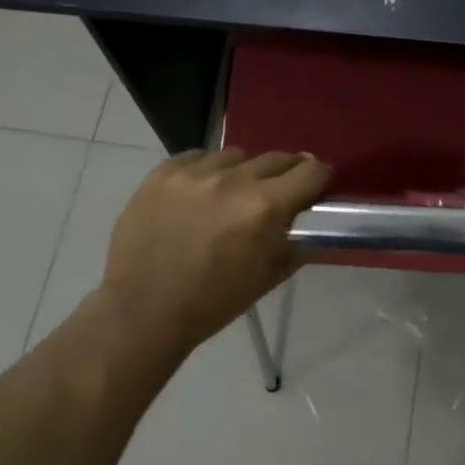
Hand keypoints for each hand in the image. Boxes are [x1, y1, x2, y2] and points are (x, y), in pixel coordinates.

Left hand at [98, 148, 332, 358]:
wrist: (144, 309)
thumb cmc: (213, 302)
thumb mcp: (269, 277)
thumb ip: (297, 243)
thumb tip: (311, 222)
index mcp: (265, 207)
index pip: (311, 171)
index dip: (319, 178)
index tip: (316, 188)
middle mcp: (233, 180)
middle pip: (277, 158)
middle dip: (285, 174)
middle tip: (277, 193)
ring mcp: (194, 173)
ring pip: (236, 155)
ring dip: (243, 171)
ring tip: (230, 195)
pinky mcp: (162, 173)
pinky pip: (198, 157)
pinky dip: (206, 170)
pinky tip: (199, 193)